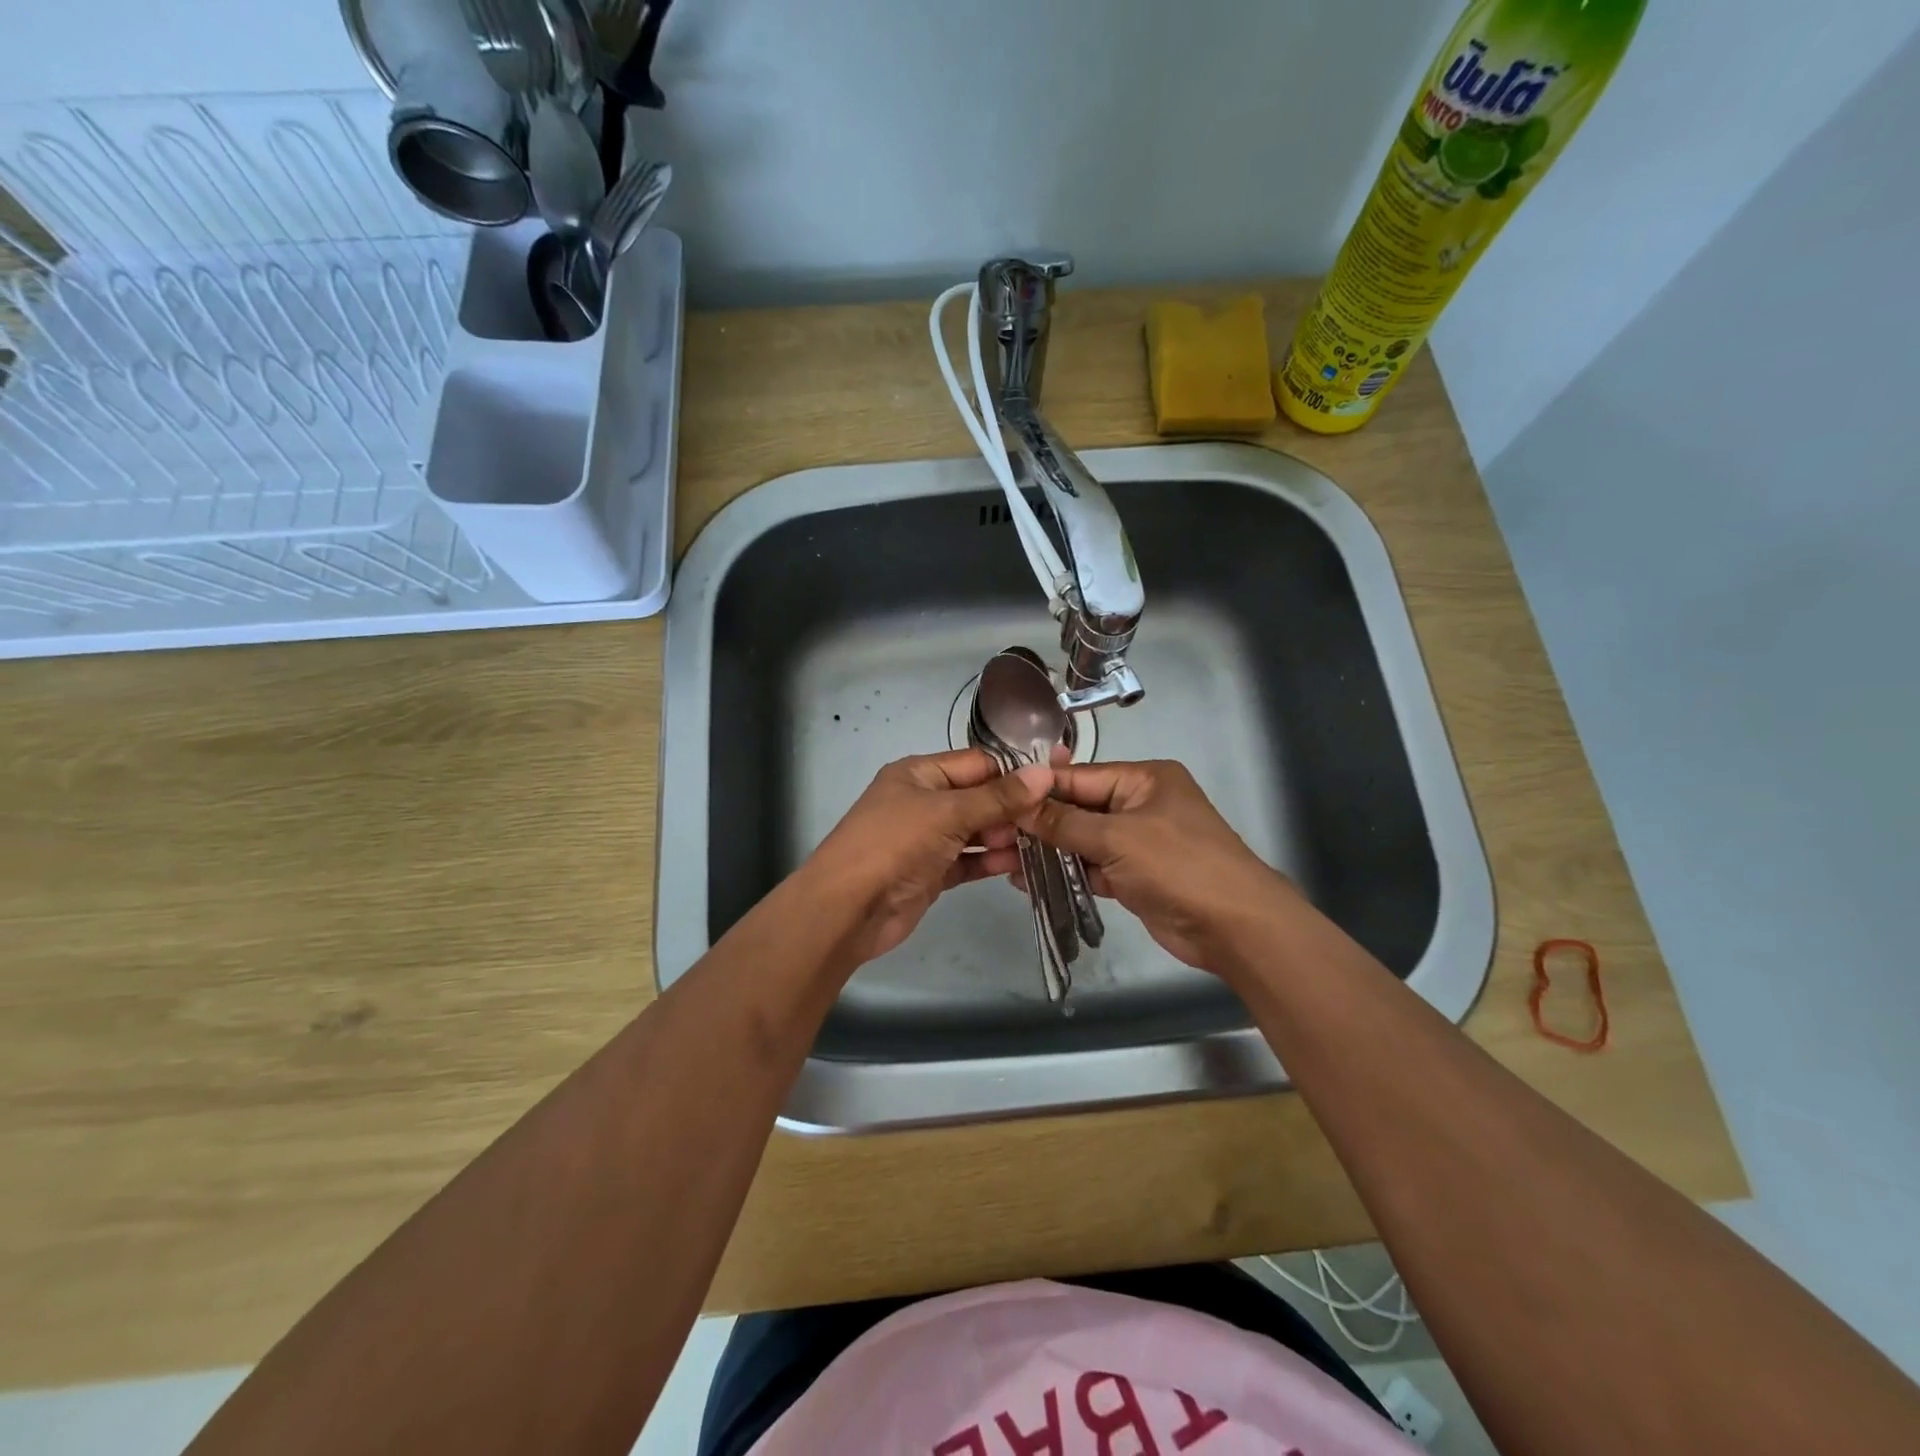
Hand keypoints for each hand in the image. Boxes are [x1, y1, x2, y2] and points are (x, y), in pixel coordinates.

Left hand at [802, 749, 1053, 966]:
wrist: (848, 909)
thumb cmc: (895, 844)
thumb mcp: (948, 813)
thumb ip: (998, 797)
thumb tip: (1046, 772)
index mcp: (920, 773)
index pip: (977, 764)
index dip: (1015, 772)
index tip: (1057, 781)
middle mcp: (924, 801)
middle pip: (979, 797)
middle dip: (1014, 808)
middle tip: (1055, 819)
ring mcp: (927, 838)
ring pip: (976, 831)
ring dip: (1007, 836)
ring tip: (1047, 843)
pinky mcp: (932, 872)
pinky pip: (969, 860)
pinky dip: (991, 861)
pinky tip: (1021, 865)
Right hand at [1019, 759, 1294, 972]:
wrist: (1234, 927)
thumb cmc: (1179, 866)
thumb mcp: (1117, 837)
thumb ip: (1065, 823)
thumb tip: (1020, 805)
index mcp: (1145, 779)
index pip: (1081, 777)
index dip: (1040, 789)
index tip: (998, 798)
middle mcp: (1141, 804)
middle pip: (1080, 808)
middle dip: (1040, 823)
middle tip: (994, 834)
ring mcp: (1139, 842)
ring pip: (1083, 840)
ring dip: (1049, 851)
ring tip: (1003, 859)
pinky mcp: (1136, 876)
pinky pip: (1092, 867)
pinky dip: (1067, 873)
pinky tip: (1029, 880)